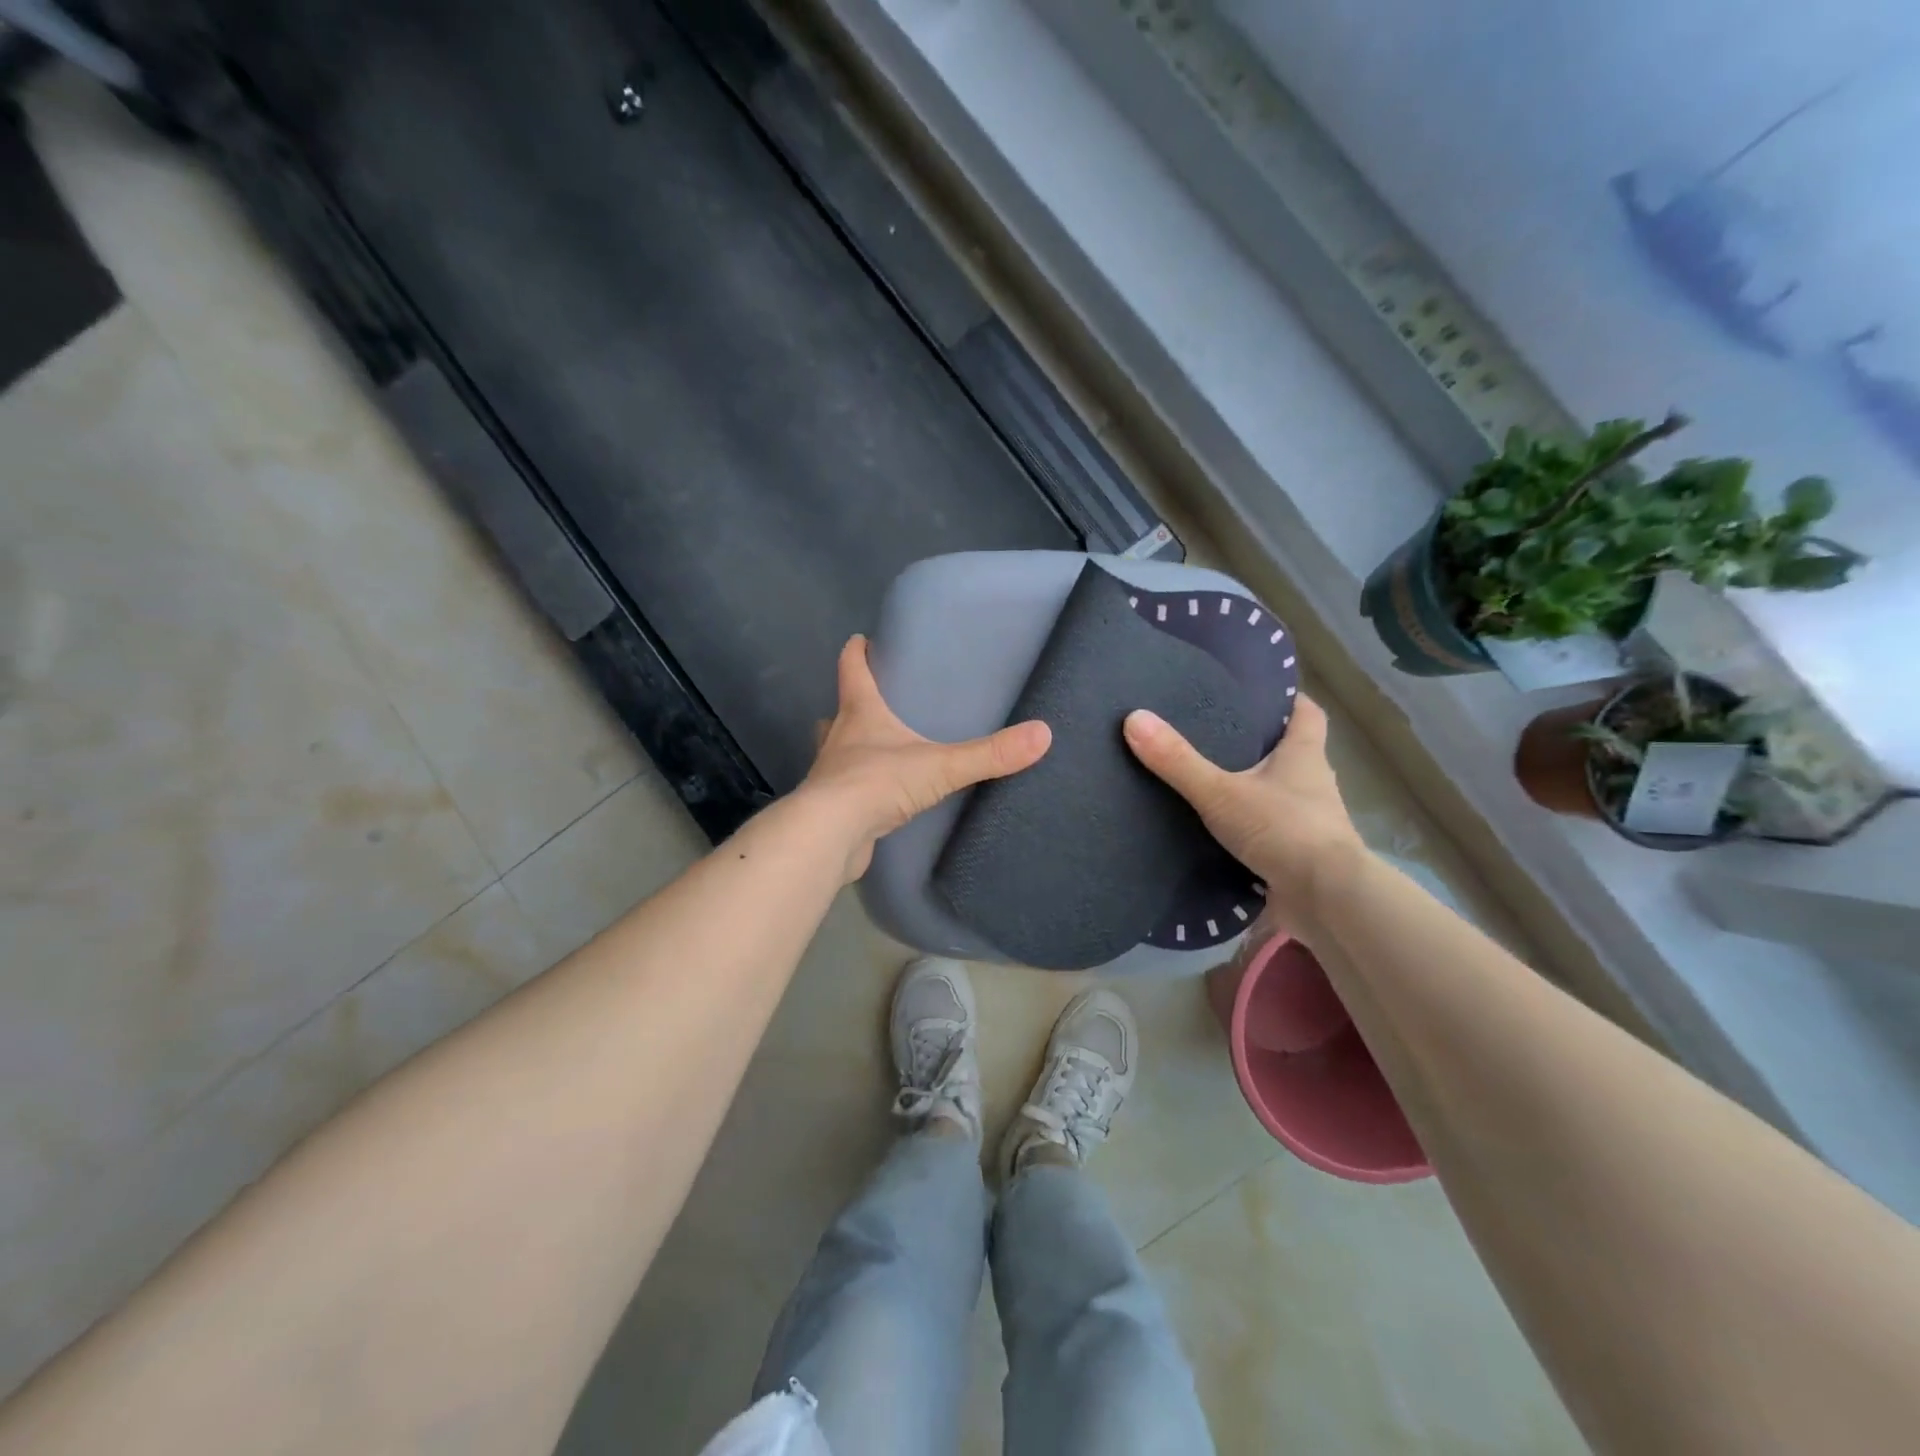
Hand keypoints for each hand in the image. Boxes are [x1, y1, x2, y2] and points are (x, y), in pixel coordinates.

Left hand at [801, 636, 1051, 881]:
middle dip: (854, 704)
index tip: (860, 640)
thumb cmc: (877, 783)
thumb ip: (988, 754)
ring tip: (876, 749)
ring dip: (851, 746)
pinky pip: (844, 790)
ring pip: (836, 750)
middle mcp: (838, 738)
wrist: (831, 835)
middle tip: (876, 702)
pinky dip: (857, 787)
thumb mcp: (940, 766)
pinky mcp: (831, 809)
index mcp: (860, 714)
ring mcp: (829, 775)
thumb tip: (1042, 734)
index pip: (852, 670)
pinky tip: (875, 796)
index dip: (856, 653)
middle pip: (840, 711)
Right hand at [1124, 695, 1363, 927]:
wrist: (1327, 901)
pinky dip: (1250, 830)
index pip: (1307, 714)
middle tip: (1215, 735)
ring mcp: (1309, 823)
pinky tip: (1218, 832)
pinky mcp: (1298, 856)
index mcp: (1304, 756)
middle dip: (1259, 746)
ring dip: (1253, 790)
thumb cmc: (1283, 830)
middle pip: (1291, 754)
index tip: (1259, 695)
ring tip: (1209, 783)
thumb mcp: (1221, 792)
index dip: (1288, 701)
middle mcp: (1313, 784)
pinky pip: (1271, 833)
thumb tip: (1134, 718)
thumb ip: (1178, 761)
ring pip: (1280, 795)